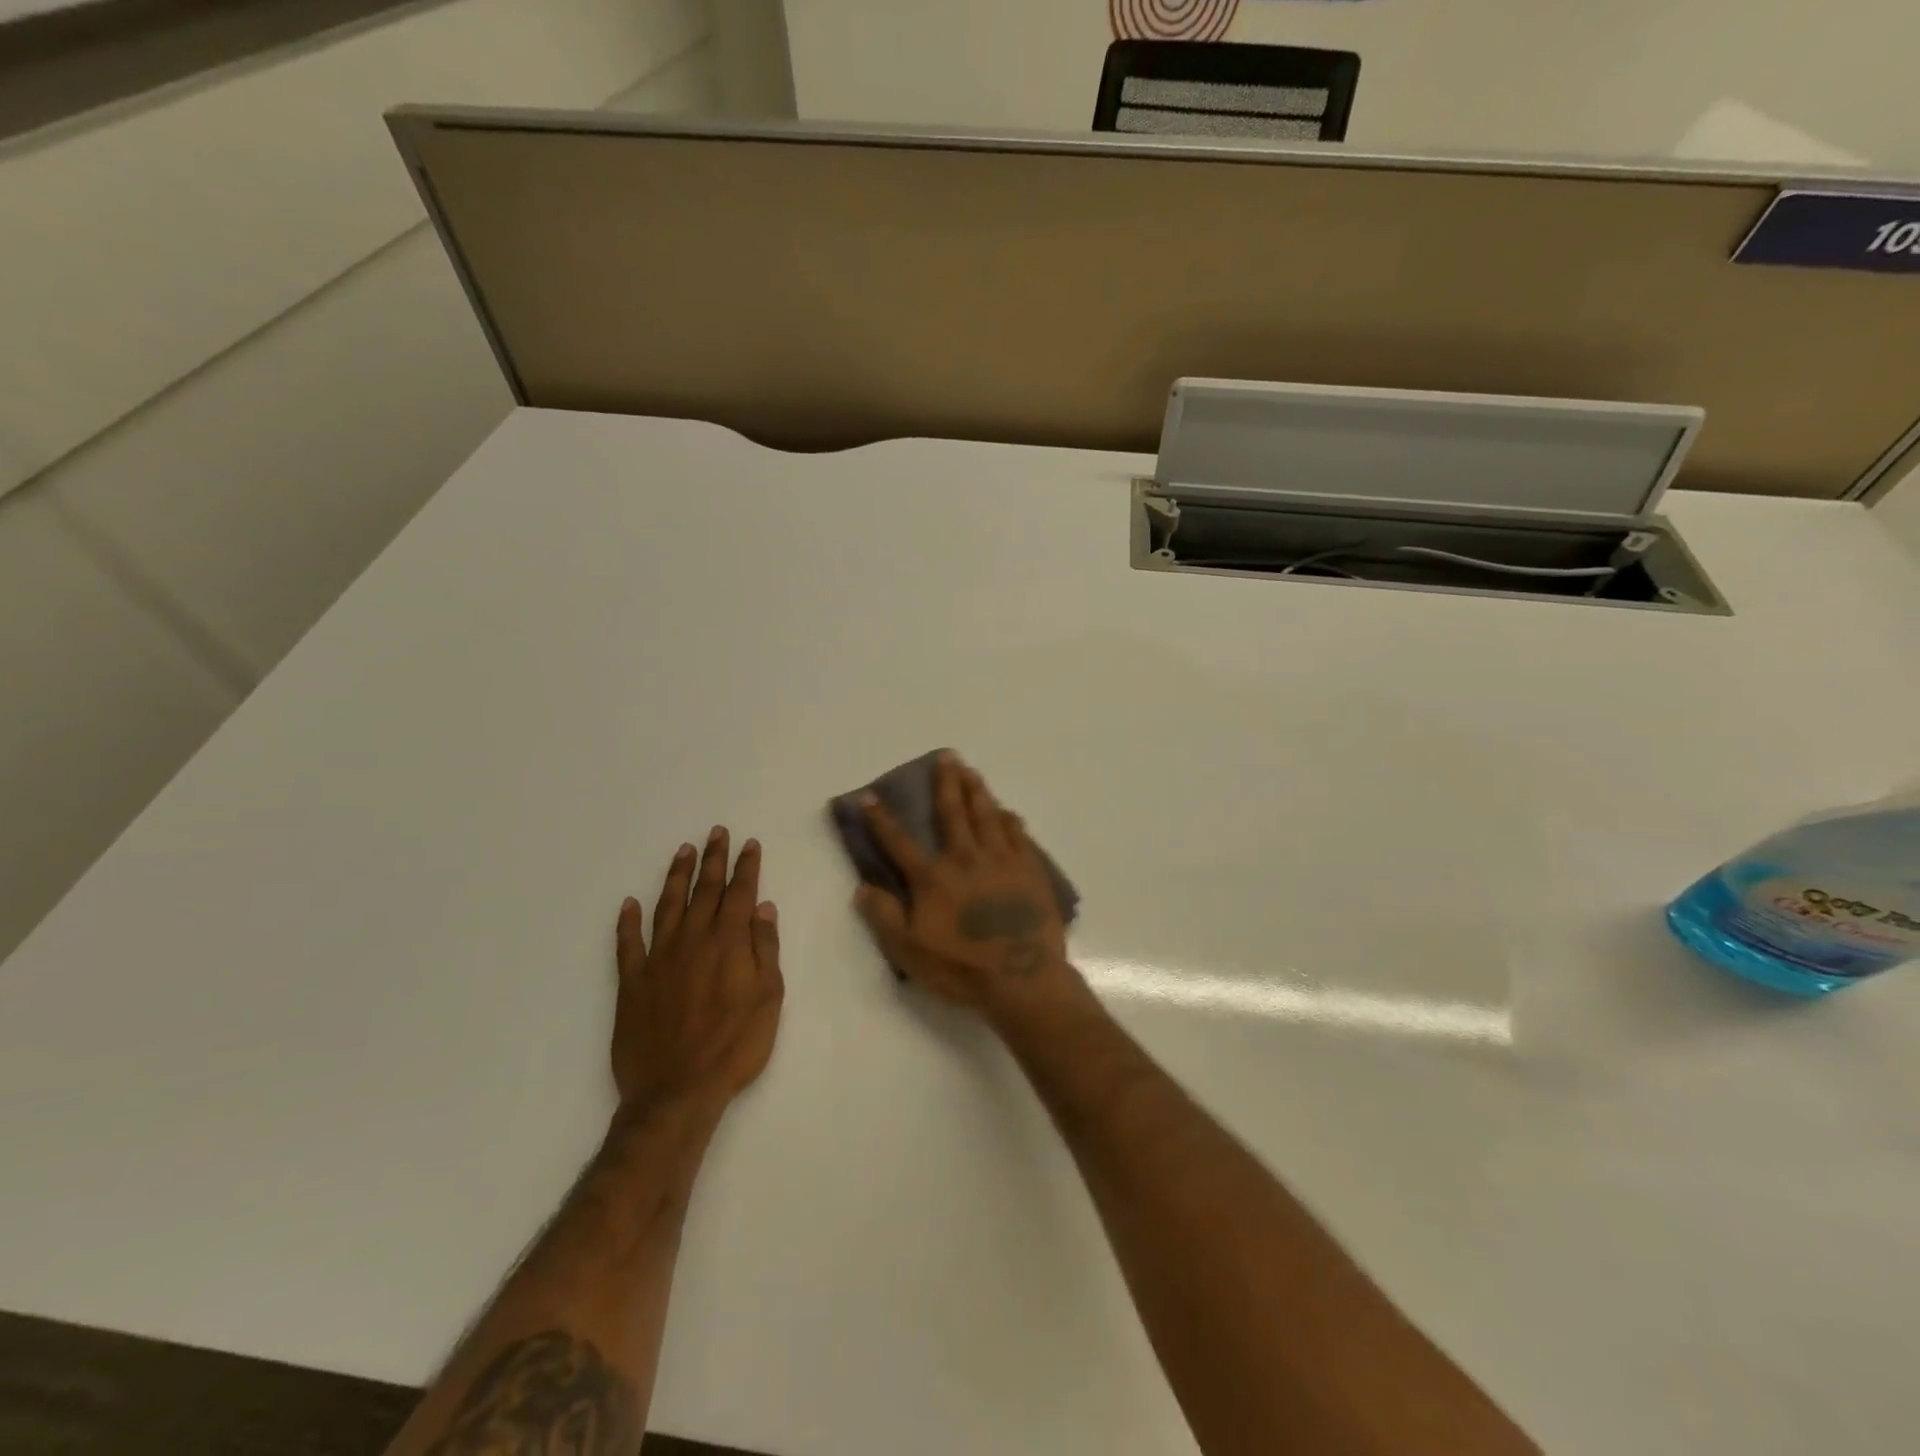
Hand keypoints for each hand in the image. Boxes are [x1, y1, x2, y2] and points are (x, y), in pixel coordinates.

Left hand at [612, 828, 783, 1114]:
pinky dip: (627, 921)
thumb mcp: (768, 998)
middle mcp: (692, 940)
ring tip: (683, 851)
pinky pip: (627, 944)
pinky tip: (629, 904)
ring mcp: (658, 959)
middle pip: (703, 890)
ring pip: (667, 906)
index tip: (749, 844)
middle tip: (716, 832)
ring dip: (676, 877)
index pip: (739, 893)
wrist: (677, 1091)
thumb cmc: (735, 1046)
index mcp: (728, 943)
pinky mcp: (631, 982)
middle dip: (713, 859)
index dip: (745, 867)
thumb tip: (764, 908)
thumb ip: (765, 949)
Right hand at [854, 753, 1079, 1016]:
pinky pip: (1018, 835)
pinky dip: (1010, 820)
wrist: (1022, 978)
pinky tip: (1008, 812)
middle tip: (946, 756)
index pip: (900, 842)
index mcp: (934, 877)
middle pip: (952, 813)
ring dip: (977, 791)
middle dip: (945, 783)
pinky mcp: (1029, 870)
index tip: (870, 796)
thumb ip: (884, 917)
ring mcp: (1002, 861)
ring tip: (972, 771)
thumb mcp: (909, 951)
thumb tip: (862, 888)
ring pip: (987, 815)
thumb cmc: (961, 967)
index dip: (882, 819)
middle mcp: (966, 858)